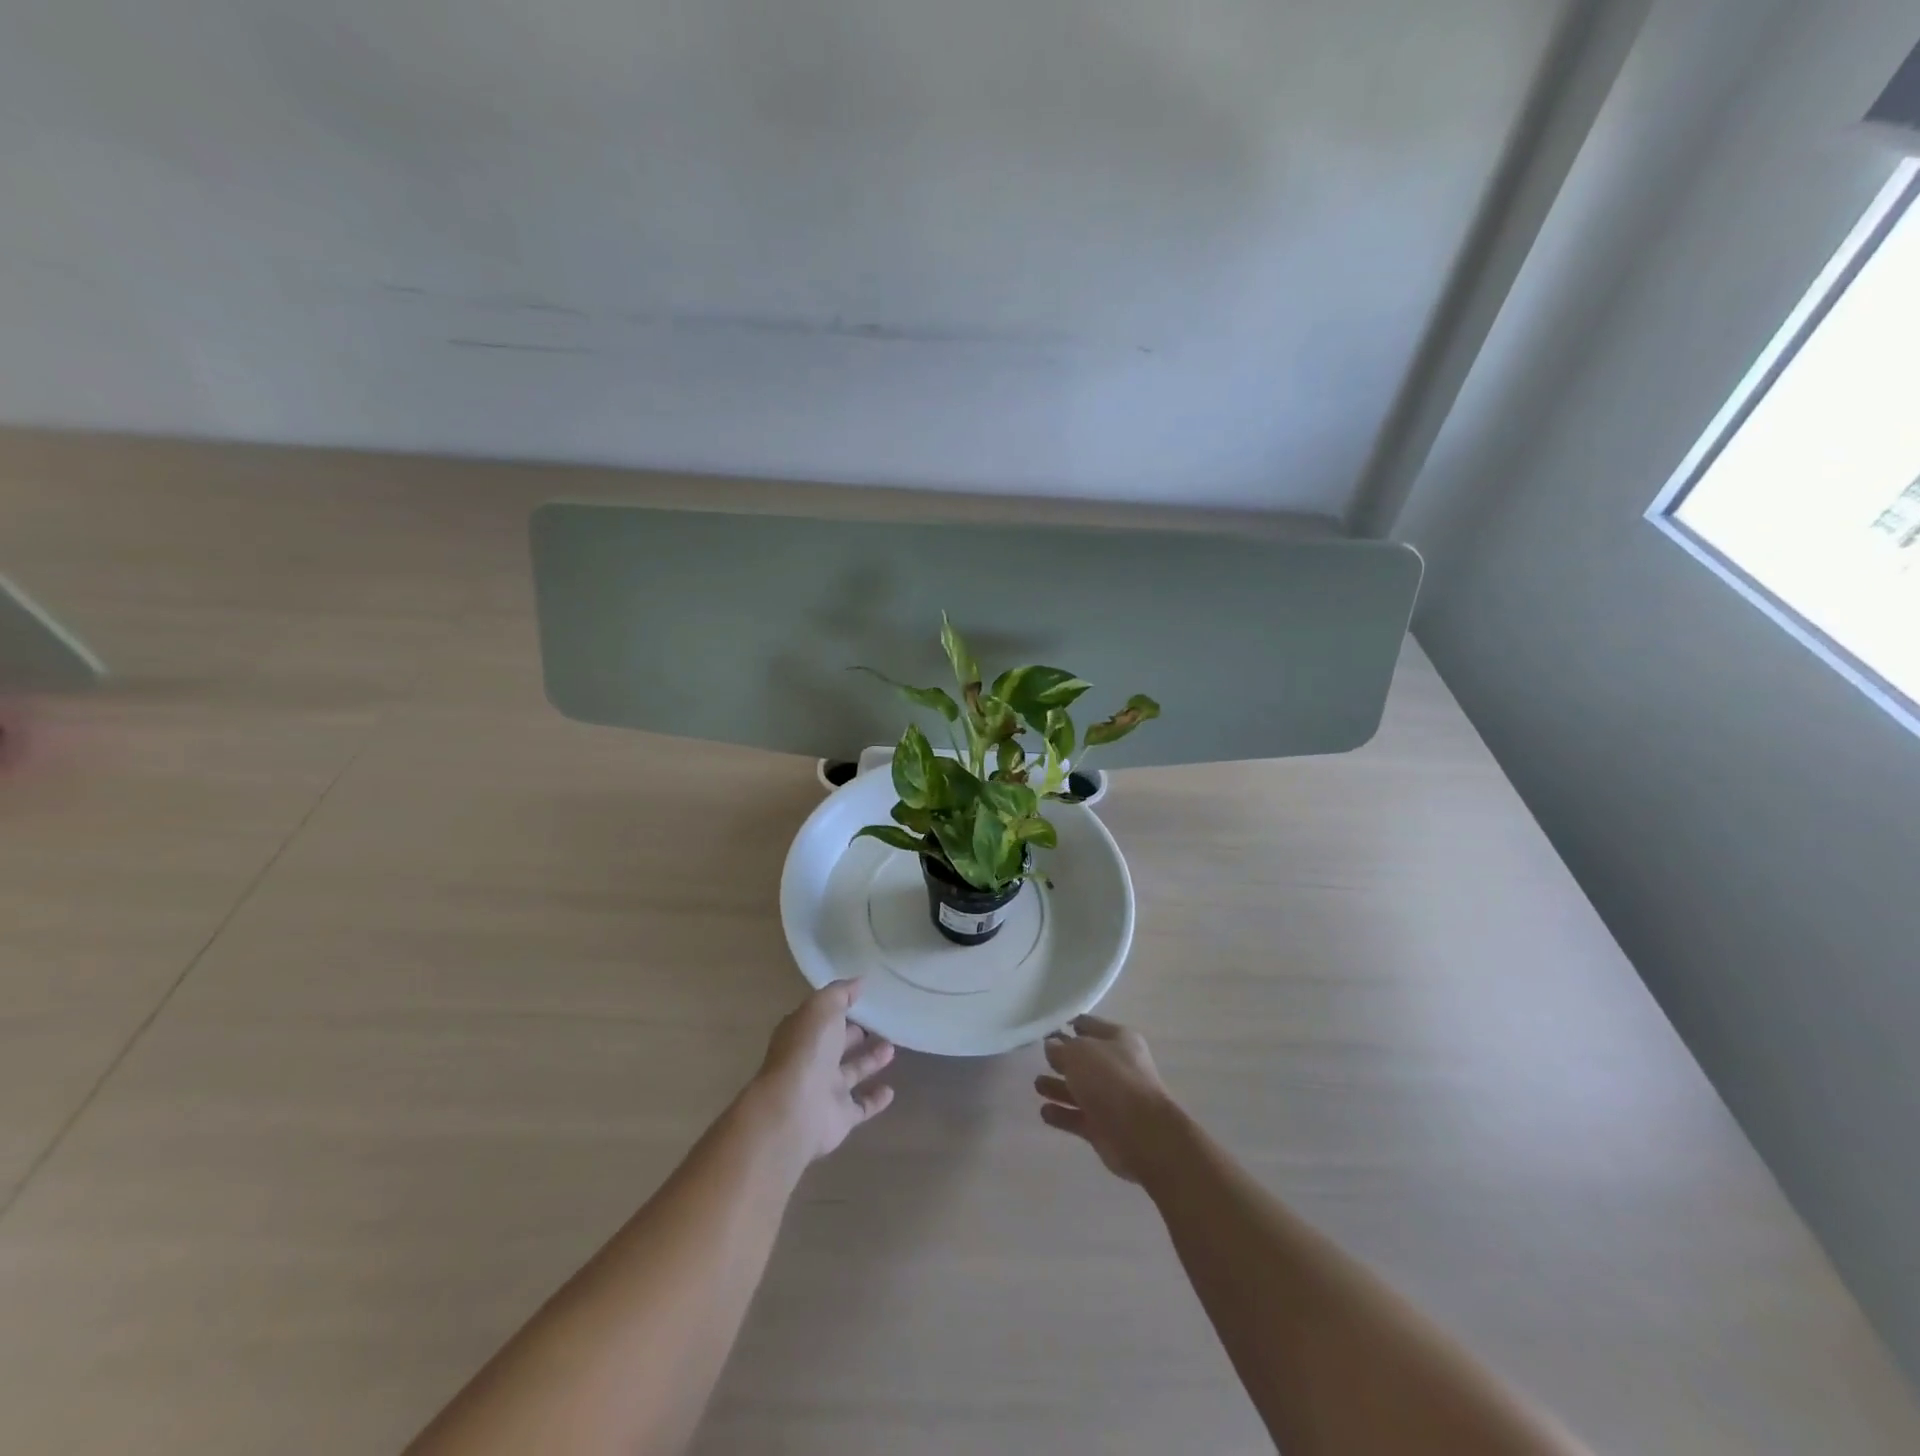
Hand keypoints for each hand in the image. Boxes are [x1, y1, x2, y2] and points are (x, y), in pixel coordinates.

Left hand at [750, 980, 895, 1167]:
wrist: (795, 1110)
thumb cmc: (807, 1050)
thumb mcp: (822, 1008)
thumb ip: (840, 993)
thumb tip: (859, 981)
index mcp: (803, 1033)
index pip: (823, 1017)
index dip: (841, 1007)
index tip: (865, 997)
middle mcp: (812, 1060)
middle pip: (837, 1044)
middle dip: (855, 1034)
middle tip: (882, 1023)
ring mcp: (824, 1090)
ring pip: (851, 1072)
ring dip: (870, 1061)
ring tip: (892, 1048)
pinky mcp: (839, 1117)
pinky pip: (860, 1106)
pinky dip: (875, 1099)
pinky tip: (891, 1091)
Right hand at [1036, 1015, 1179, 1183]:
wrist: (1141, 1134)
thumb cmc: (1111, 1080)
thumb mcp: (1079, 1053)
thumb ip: (1060, 1048)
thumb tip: (1051, 1045)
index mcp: (1118, 1039)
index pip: (1090, 1025)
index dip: (1070, 1025)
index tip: (1048, 1028)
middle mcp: (1117, 1066)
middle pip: (1084, 1059)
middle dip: (1062, 1059)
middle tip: (1040, 1059)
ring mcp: (1112, 1098)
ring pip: (1080, 1089)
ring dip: (1058, 1087)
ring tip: (1037, 1085)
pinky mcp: (1104, 1127)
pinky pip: (1078, 1117)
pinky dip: (1062, 1115)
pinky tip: (1044, 1112)